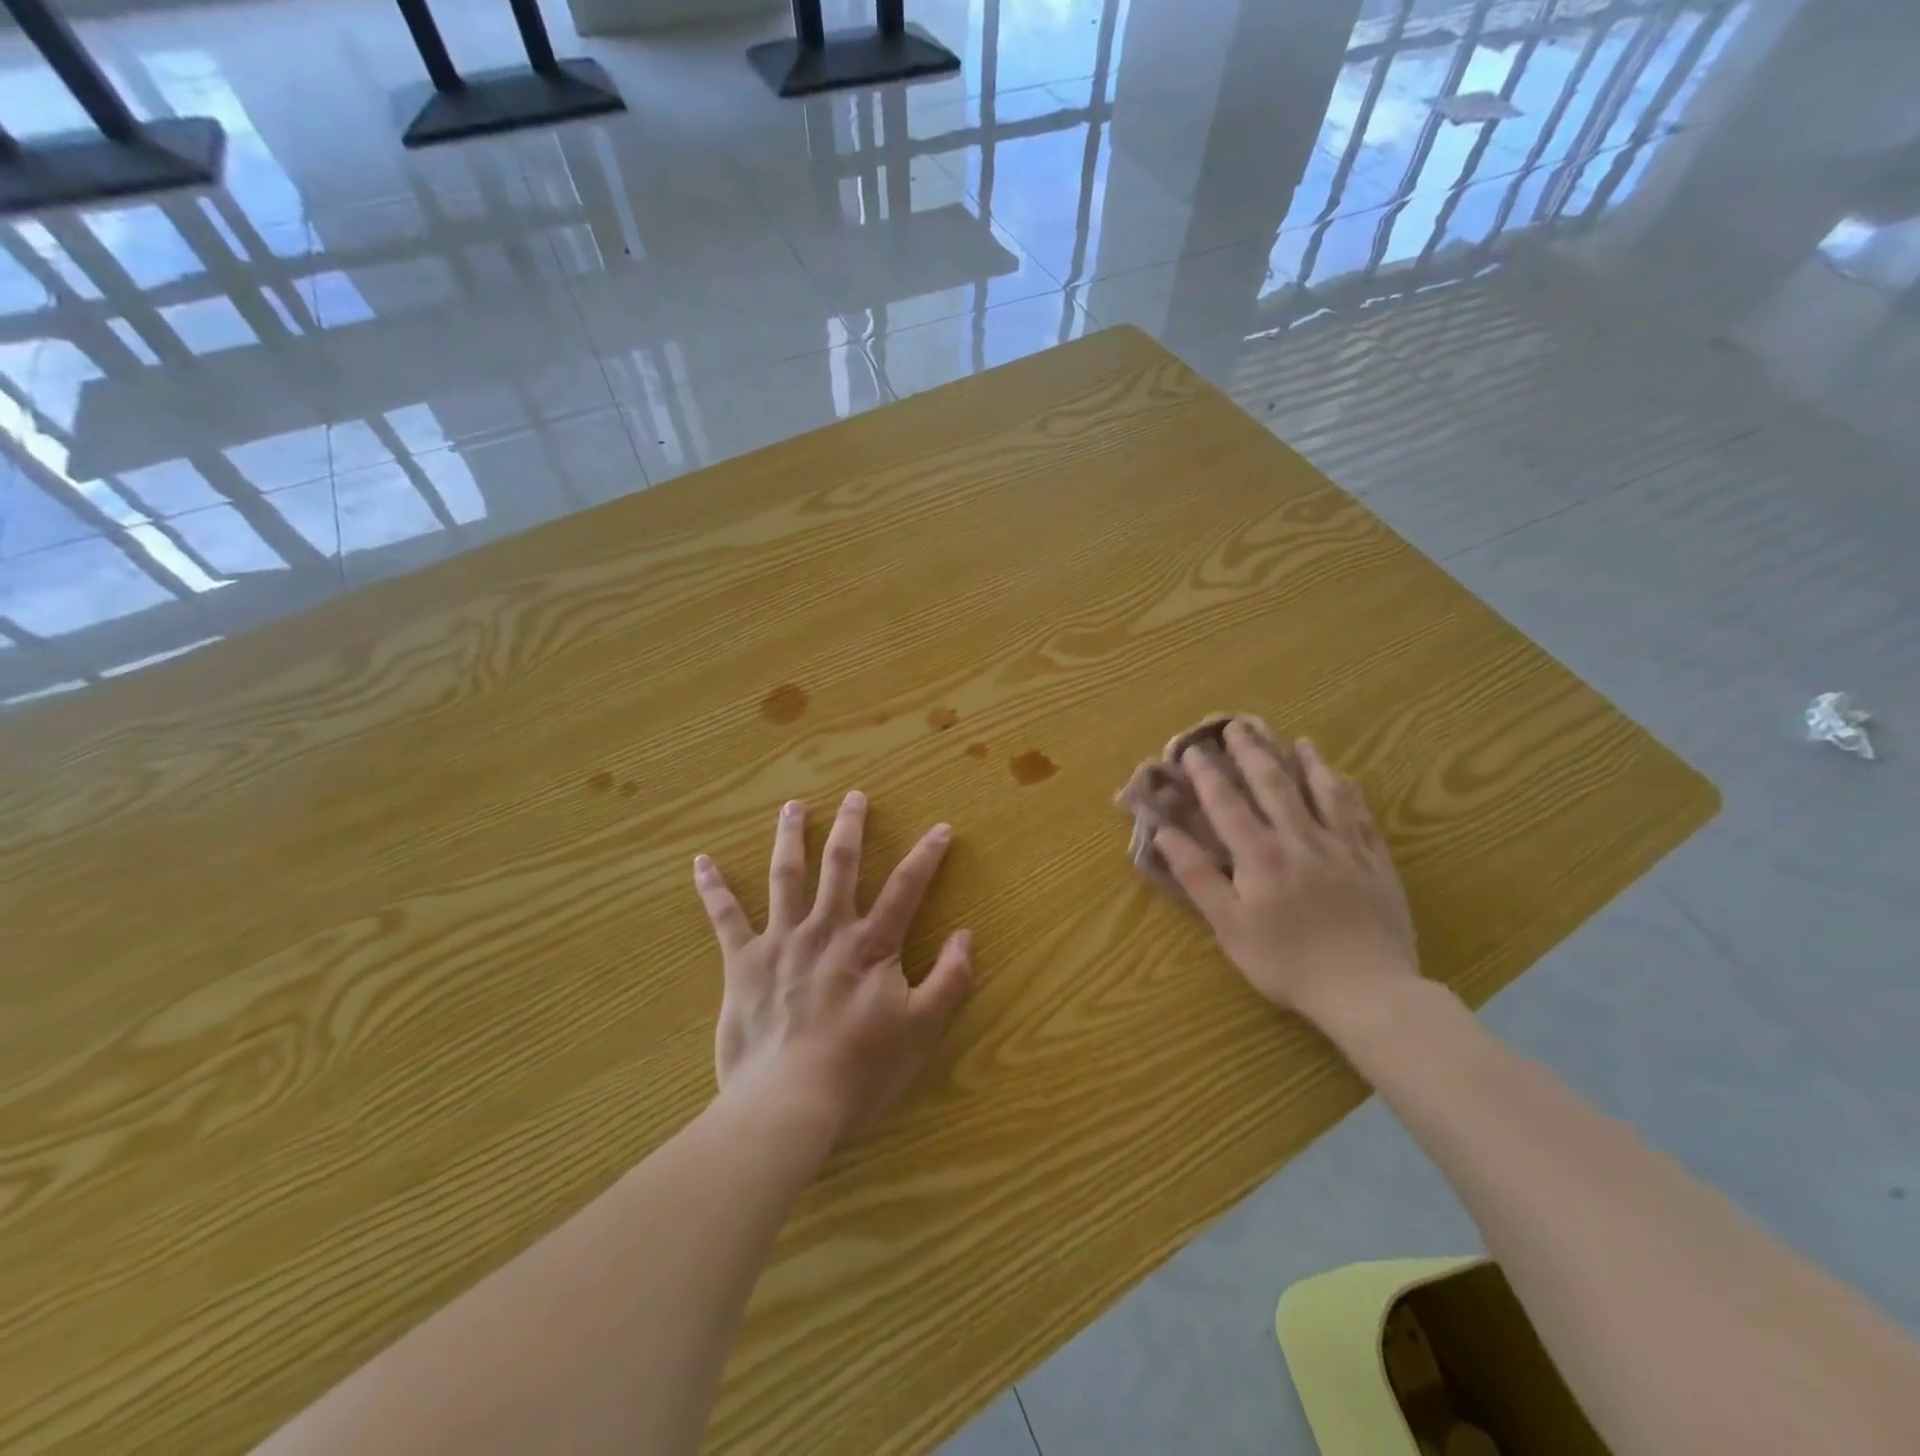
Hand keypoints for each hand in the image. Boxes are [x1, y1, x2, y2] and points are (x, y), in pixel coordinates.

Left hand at [693, 791, 972, 1144]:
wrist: (789, 1102)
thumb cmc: (860, 1069)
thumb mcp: (922, 1029)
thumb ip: (950, 979)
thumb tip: (966, 935)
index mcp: (871, 945)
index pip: (907, 888)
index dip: (927, 856)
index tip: (941, 828)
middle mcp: (827, 929)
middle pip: (841, 865)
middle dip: (851, 827)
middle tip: (855, 796)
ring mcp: (781, 941)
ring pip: (786, 876)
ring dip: (790, 837)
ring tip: (793, 806)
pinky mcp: (743, 963)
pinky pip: (725, 918)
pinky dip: (713, 889)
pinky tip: (702, 862)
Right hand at [1155, 722, 1417, 1029]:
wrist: (1368, 990)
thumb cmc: (1287, 962)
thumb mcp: (1229, 926)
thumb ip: (1197, 876)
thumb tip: (1164, 833)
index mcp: (1260, 854)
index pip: (1227, 803)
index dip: (1207, 774)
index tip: (1192, 749)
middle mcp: (1300, 838)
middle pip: (1273, 784)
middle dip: (1252, 753)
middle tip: (1238, 726)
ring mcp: (1342, 846)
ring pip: (1322, 791)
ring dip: (1306, 762)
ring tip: (1296, 740)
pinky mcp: (1374, 861)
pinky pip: (1359, 815)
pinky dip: (1348, 791)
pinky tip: (1344, 780)